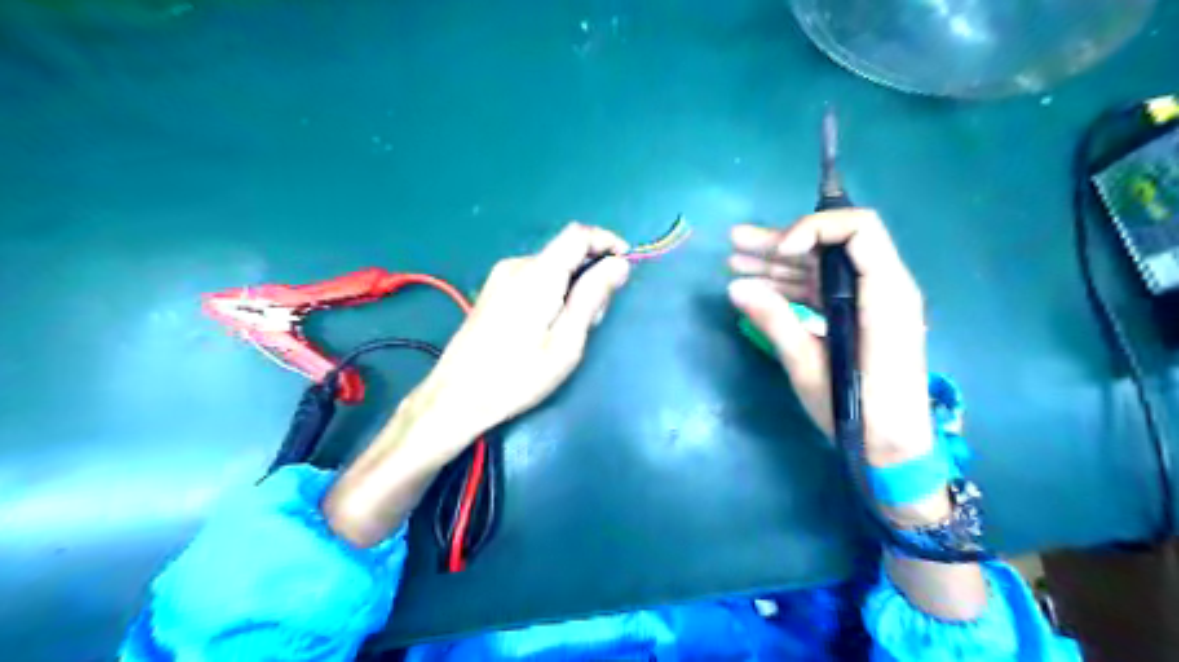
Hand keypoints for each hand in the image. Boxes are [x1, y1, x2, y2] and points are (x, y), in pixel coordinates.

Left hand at [322, 222, 631, 548]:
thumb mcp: (566, 341)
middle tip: (594, 318)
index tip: (626, 262)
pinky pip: (534, 279)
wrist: (457, 395)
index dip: (606, 241)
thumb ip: (592, 297)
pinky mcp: (493, 291)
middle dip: (590, 274)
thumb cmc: (518, 375)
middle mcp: (517, 266)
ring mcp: (500, 277)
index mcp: (538, 274)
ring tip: (570, 331)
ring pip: (551, 268)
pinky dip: (553, 292)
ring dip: (572, 287)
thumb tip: (618, 264)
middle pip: (565, 253)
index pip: (578, 235)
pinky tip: (548, 328)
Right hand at [723, 210, 935, 467]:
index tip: (778, 251)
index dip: (814, 228)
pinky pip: (823, 290)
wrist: (893, 450)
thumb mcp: (810, 367)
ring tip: (734, 263)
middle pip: (832, 245)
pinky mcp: (859, 318)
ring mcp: (870, 303)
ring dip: (778, 264)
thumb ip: (776, 321)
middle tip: (735, 243)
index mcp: (885, 295)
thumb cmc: (858, 412)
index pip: (859, 230)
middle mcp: (883, 289)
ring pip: (822, 268)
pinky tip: (756, 290)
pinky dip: (790, 287)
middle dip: (781, 242)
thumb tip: (735, 288)